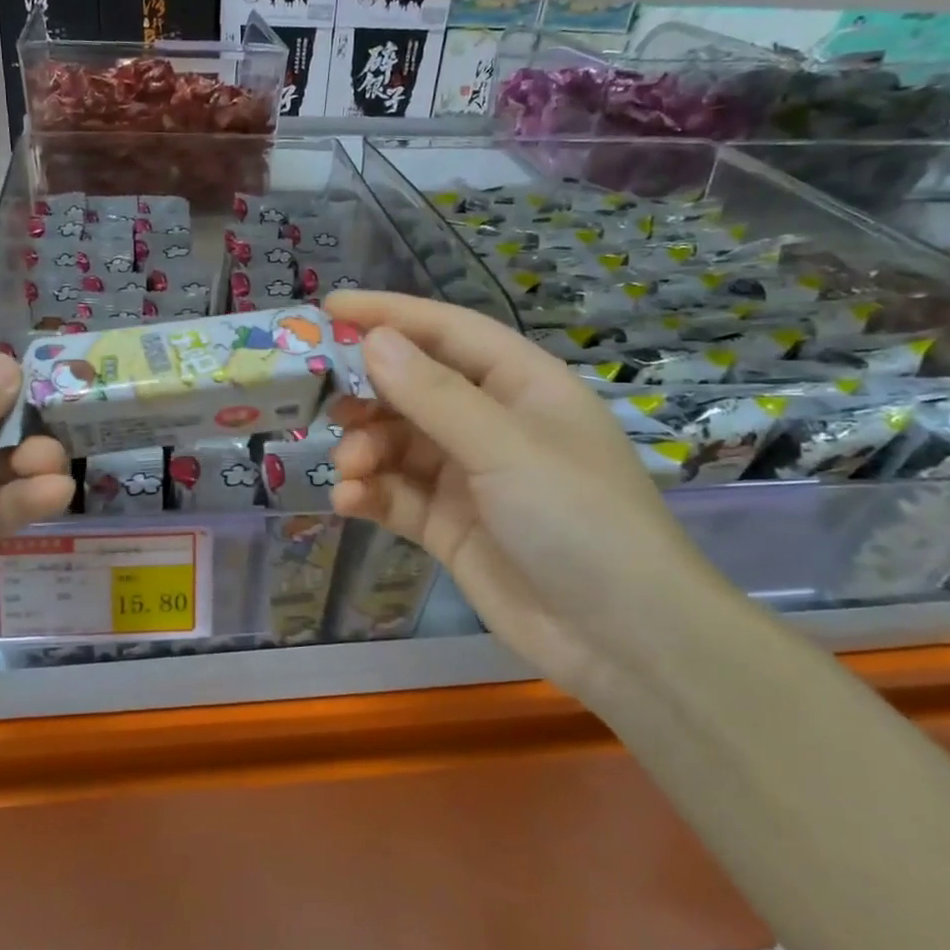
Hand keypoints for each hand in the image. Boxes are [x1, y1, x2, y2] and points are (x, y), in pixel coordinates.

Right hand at [326, 291, 741, 697]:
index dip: (390, 315)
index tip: (329, 308)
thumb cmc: (577, 519)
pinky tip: (350, 502)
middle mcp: (493, 423)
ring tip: (350, 468)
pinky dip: (371, 494)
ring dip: (367, 449)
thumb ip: (433, 394)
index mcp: (522, 385)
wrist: (623, 641)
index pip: (447, 332)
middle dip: (371, 395)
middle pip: (415, 388)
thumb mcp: (504, 447)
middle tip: (326, 404)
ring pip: (399, 444)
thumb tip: (373, 339)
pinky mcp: (450, 526)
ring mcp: (470, 477)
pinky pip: (398, 495)